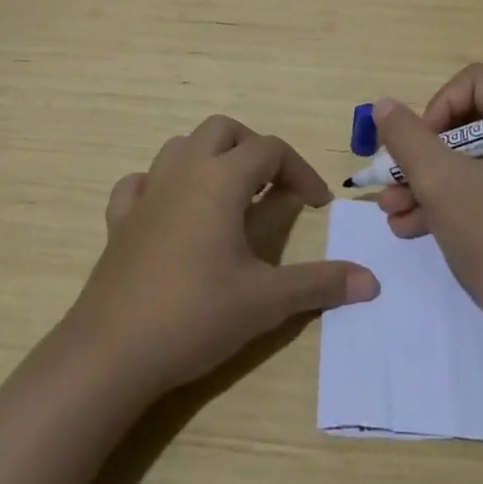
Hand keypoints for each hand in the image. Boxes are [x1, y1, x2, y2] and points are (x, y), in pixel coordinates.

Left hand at [68, 115, 379, 395]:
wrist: (111, 353)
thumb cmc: (195, 315)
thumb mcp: (267, 301)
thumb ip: (320, 284)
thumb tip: (371, 281)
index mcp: (220, 180)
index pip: (270, 150)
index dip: (301, 171)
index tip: (318, 205)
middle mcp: (182, 172)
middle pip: (223, 130)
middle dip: (255, 148)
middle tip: (275, 186)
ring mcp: (146, 194)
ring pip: (181, 147)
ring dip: (211, 158)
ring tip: (230, 195)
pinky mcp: (119, 221)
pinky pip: (141, 182)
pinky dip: (163, 185)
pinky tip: (174, 212)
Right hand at [373, 63, 482, 318]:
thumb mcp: (441, 183)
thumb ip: (408, 138)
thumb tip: (385, 106)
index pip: (474, 83)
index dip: (438, 107)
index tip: (418, 145)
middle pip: (464, 122)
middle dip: (421, 154)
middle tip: (392, 179)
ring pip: (464, 159)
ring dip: (423, 181)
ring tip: (390, 211)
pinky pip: (474, 187)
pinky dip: (442, 202)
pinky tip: (406, 227)